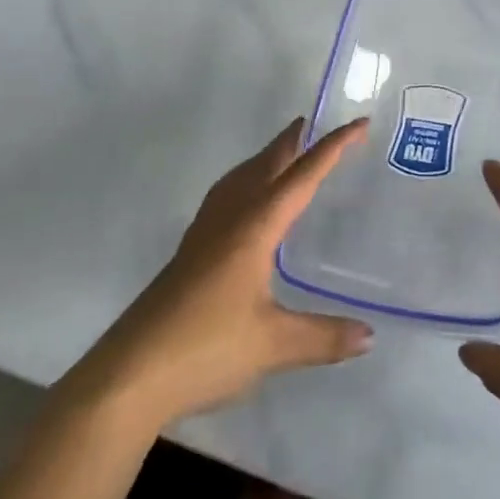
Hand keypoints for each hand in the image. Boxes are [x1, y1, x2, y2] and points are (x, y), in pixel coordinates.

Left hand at [65, 119, 373, 430]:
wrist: (129, 375)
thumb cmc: (205, 348)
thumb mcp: (274, 346)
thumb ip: (324, 336)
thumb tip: (369, 336)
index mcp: (254, 227)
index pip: (302, 177)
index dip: (332, 147)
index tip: (359, 123)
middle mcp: (229, 220)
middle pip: (265, 166)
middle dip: (292, 142)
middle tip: (314, 122)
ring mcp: (203, 235)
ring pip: (239, 179)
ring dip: (264, 159)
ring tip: (283, 154)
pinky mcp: (189, 254)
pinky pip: (224, 198)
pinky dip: (244, 183)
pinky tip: (245, 206)